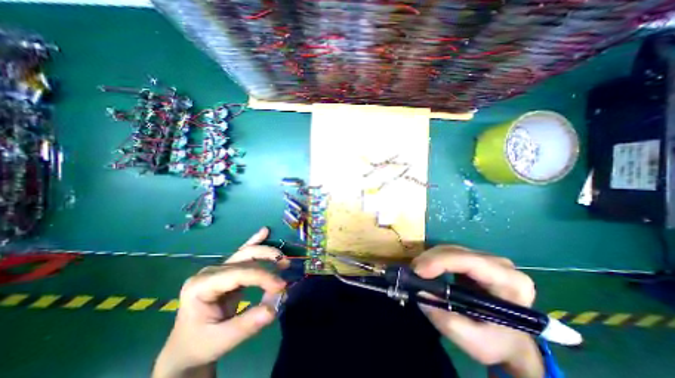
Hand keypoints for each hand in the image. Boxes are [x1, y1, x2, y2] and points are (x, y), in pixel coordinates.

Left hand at [152, 227, 286, 377]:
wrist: (186, 348)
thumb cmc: (200, 344)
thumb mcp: (222, 340)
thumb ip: (248, 324)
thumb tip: (275, 308)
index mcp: (201, 285)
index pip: (239, 273)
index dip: (263, 276)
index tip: (282, 285)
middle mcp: (210, 271)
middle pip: (244, 256)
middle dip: (268, 258)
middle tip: (286, 267)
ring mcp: (219, 269)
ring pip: (247, 253)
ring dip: (267, 253)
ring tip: (283, 259)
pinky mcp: (228, 271)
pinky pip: (244, 254)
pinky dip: (255, 242)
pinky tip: (264, 231)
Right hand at [411, 247, 541, 375]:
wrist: (510, 340)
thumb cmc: (498, 342)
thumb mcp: (475, 342)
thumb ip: (447, 321)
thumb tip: (420, 293)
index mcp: (510, 282)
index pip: (471, 262)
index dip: (441, 262)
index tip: (418, 271)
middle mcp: (500, 264)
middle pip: (457, 252)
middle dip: (430, 260)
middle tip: (412, 272)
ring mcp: (487, 258)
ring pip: (450, 249)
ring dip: (430, 258)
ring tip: (417, 272)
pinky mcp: (474, 258)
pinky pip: (449, 252)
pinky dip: (434, 259)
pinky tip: (426, 269)